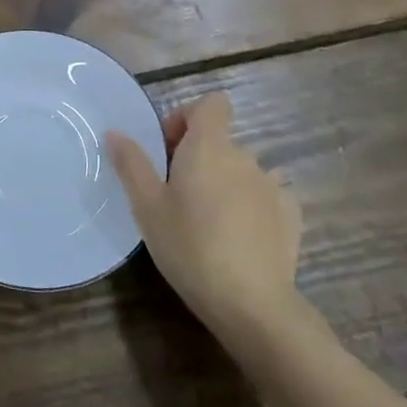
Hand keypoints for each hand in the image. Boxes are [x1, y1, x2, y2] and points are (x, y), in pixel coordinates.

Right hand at [107, 91, 300, 333]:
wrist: (252, 303)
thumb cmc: (189, 246)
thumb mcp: (147, 206)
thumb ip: (131, 163)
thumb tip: (114, 131)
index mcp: (210, 147)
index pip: (211, 104)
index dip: (188, 117)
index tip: (169, 149)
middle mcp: (245, 157)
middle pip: (220, 140)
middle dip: (198, 158)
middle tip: (176, 196)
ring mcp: (273, 186)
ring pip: (241, 171)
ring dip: (224, 184)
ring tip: (207, 223)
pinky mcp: (291, 216)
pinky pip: (264, 197)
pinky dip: (249, 207)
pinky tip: (238, 239)